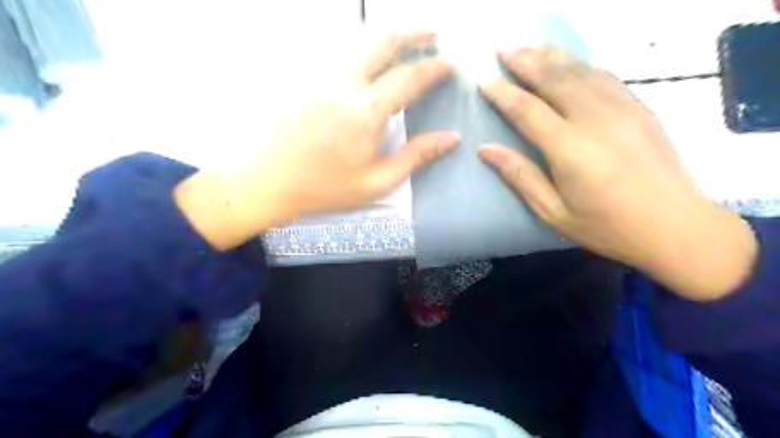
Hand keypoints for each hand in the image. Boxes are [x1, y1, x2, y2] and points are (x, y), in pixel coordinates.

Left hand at [175, 32, 457, 251]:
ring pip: (357, 38)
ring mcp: (317, 73)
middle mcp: (343, 81)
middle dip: (413, 32)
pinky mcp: (299, 74)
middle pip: (383, 40)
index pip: (409, 77)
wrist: (264, 182)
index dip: (434, 68)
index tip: (449, 64)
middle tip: (432, 33)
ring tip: (402, 41)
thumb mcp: (377, 182)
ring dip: (385, 35)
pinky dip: (357, 47)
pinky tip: (363, 58)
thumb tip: (451, 138)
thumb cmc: (323, 188)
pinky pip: (334, 50)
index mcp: (365, 111)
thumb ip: (416, 157)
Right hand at [479, 49, 758, 301]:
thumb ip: (520, 176)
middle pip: (554, 78)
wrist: (675, 226)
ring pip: (580, 70)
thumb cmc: (606, 226)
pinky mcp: (639, 108)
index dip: (502, 93)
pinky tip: (569, 63)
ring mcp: (622, 108)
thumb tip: (486, 150)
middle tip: (502, 50)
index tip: (484, 81)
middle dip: (525, 61)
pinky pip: (604, 76)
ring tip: (529, 48)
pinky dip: (580, 64)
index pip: (527, 109)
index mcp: (569, 148)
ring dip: (551, 56)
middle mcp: (594, 119)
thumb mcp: (553, 211)